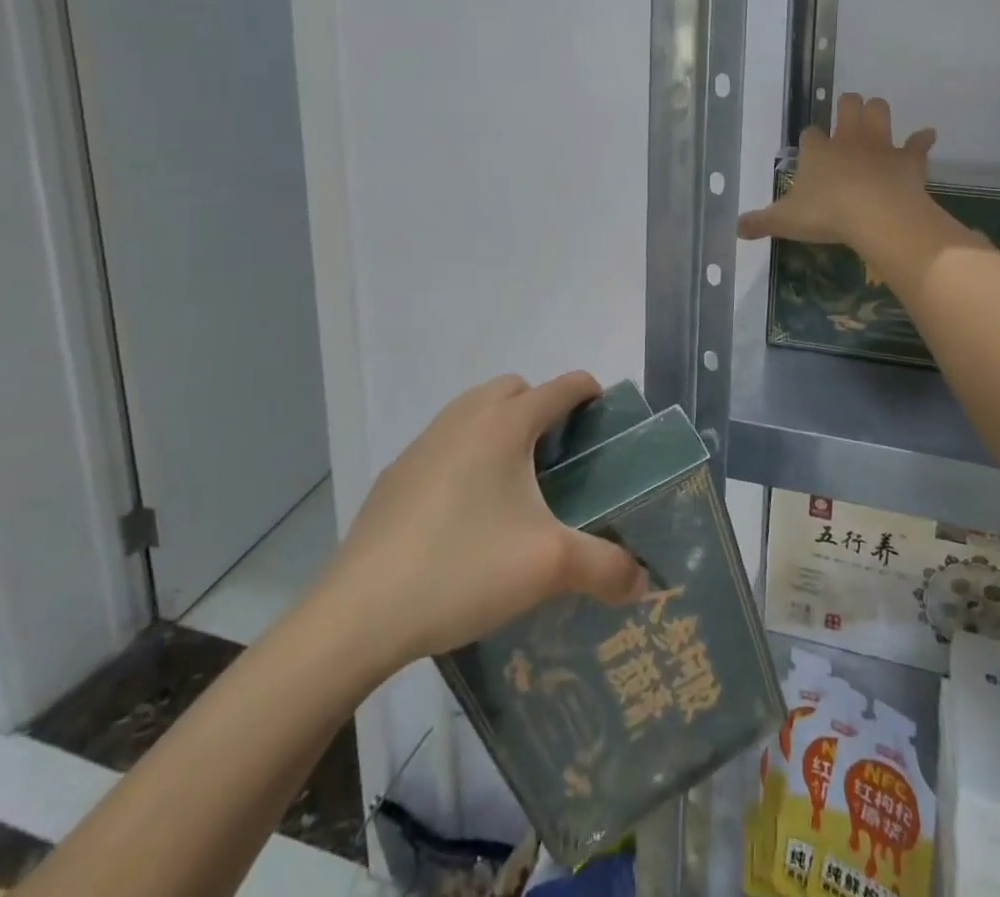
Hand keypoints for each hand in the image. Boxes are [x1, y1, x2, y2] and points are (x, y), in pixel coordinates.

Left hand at [308, 372, 646, 676]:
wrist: (359, 613)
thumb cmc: (463, 569)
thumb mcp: (548, 567)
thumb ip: (605, 568)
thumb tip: (641, 581)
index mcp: (505, 425)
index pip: (561, 387)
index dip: (589, 392)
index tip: (604, 414)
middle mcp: (464, 418)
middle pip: (514, 388)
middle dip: (541, 405)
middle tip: (558, 454)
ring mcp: (423, 443)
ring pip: (473, 410)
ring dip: (499, 426)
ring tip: (514, 481)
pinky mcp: (395, 474)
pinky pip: (443, 442)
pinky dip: (465, 453)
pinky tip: (464, 511)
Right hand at [738, 93, 935, 249]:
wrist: (875, 215)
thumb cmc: (826, 215)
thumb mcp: (785, 222)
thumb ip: (760, 222)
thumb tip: (736, 228)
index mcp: (817, 152)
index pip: (810, 134)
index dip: (811, 139)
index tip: (811, 147)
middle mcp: (848, 140)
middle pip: (848, 106)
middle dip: (847, 106)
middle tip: (847, 115)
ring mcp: (880, 146)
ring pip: (880, 111)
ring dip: (878, 112)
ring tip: (876, 120)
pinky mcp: (907, 159)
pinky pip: (918, 143)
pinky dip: (922, 140)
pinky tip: (926, 137)